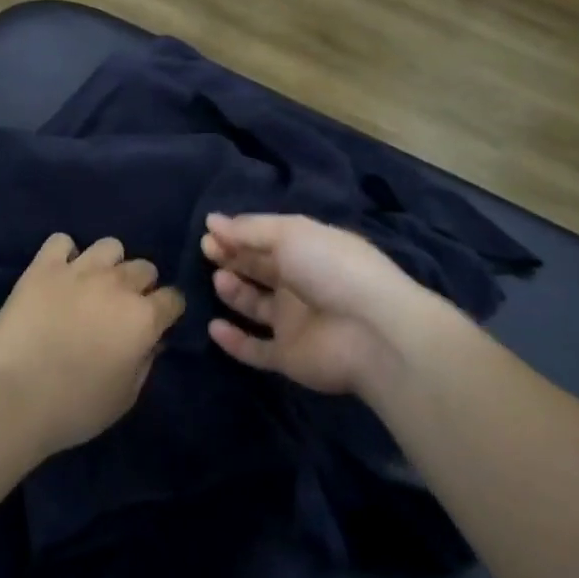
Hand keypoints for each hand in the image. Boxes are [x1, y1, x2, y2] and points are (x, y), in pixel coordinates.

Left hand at [0, 233, 184, 458]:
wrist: (16, 399)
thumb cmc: (76, 408)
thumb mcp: (125, 397)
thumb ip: (145, 362)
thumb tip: (151, 341)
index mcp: (144, 318)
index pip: (173, 298)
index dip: (167, 312)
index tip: (156, 324)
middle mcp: (118, 285)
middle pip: (144, 268)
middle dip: (140, 286)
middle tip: (120, 308)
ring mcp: (80, 271)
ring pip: (109, 246)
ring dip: (107, 265)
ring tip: (92, 286)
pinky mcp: (44, 267)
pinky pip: (61, 241)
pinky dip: (63, 254)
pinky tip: (58, 275)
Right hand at [201, 213, 419, 396]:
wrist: (372, 331)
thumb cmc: (332, 268)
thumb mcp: (291, 233)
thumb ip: (250, 229)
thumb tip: (212, 221)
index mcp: (308, 250)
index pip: (267, 239)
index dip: (239, 234)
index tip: (209, 231)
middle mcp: (301, 284)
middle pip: (260, 269)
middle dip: (233, 257)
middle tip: (206, 250)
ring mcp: (295, 322)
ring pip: (256, 306)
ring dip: (234, 292)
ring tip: (219, 279)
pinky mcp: (289, 357)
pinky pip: (255, 349)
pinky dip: (234, 341)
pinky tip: (214, 326)